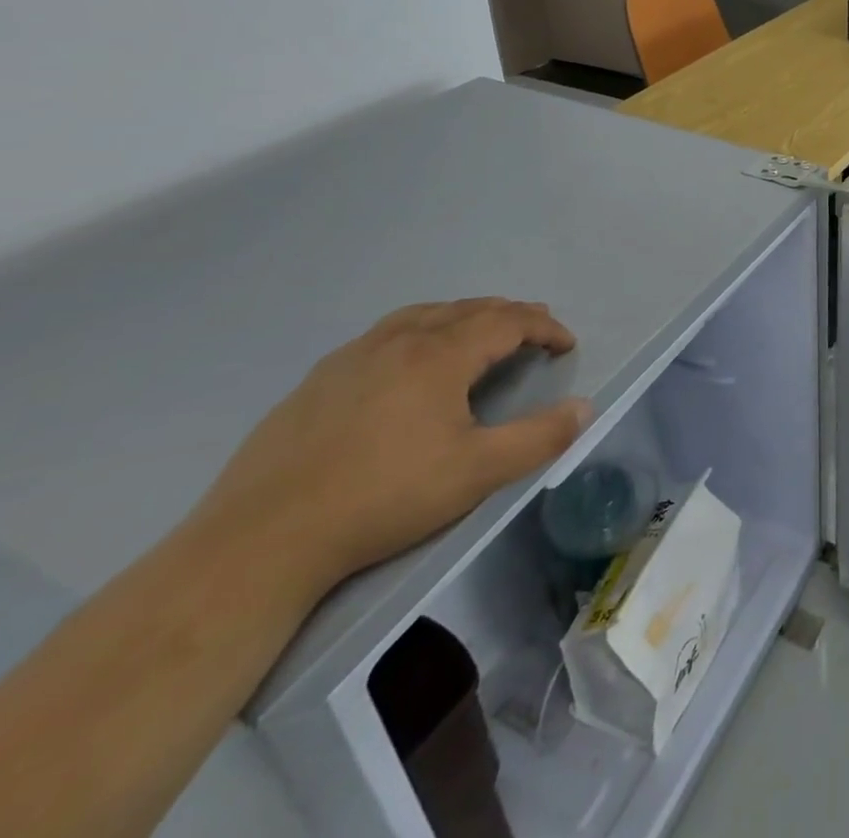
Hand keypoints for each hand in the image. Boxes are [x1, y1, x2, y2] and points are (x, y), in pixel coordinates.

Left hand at [194, 299, 587, 598]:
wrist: (263, 539)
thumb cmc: (384, 497)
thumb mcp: (477, 472)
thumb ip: (539, 437)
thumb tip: (585, 408)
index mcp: (440, 355)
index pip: (507, 322)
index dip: (544, 327)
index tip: (567, 344)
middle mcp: (399, 341)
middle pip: (468, 309)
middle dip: (510, 315)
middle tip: (535, 328)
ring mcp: (353, 356)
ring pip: (423, 315)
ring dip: (464, 315)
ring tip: (480, 330)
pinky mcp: (318, 380)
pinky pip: (386, 334)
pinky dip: (421, 329)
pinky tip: (411, 360)